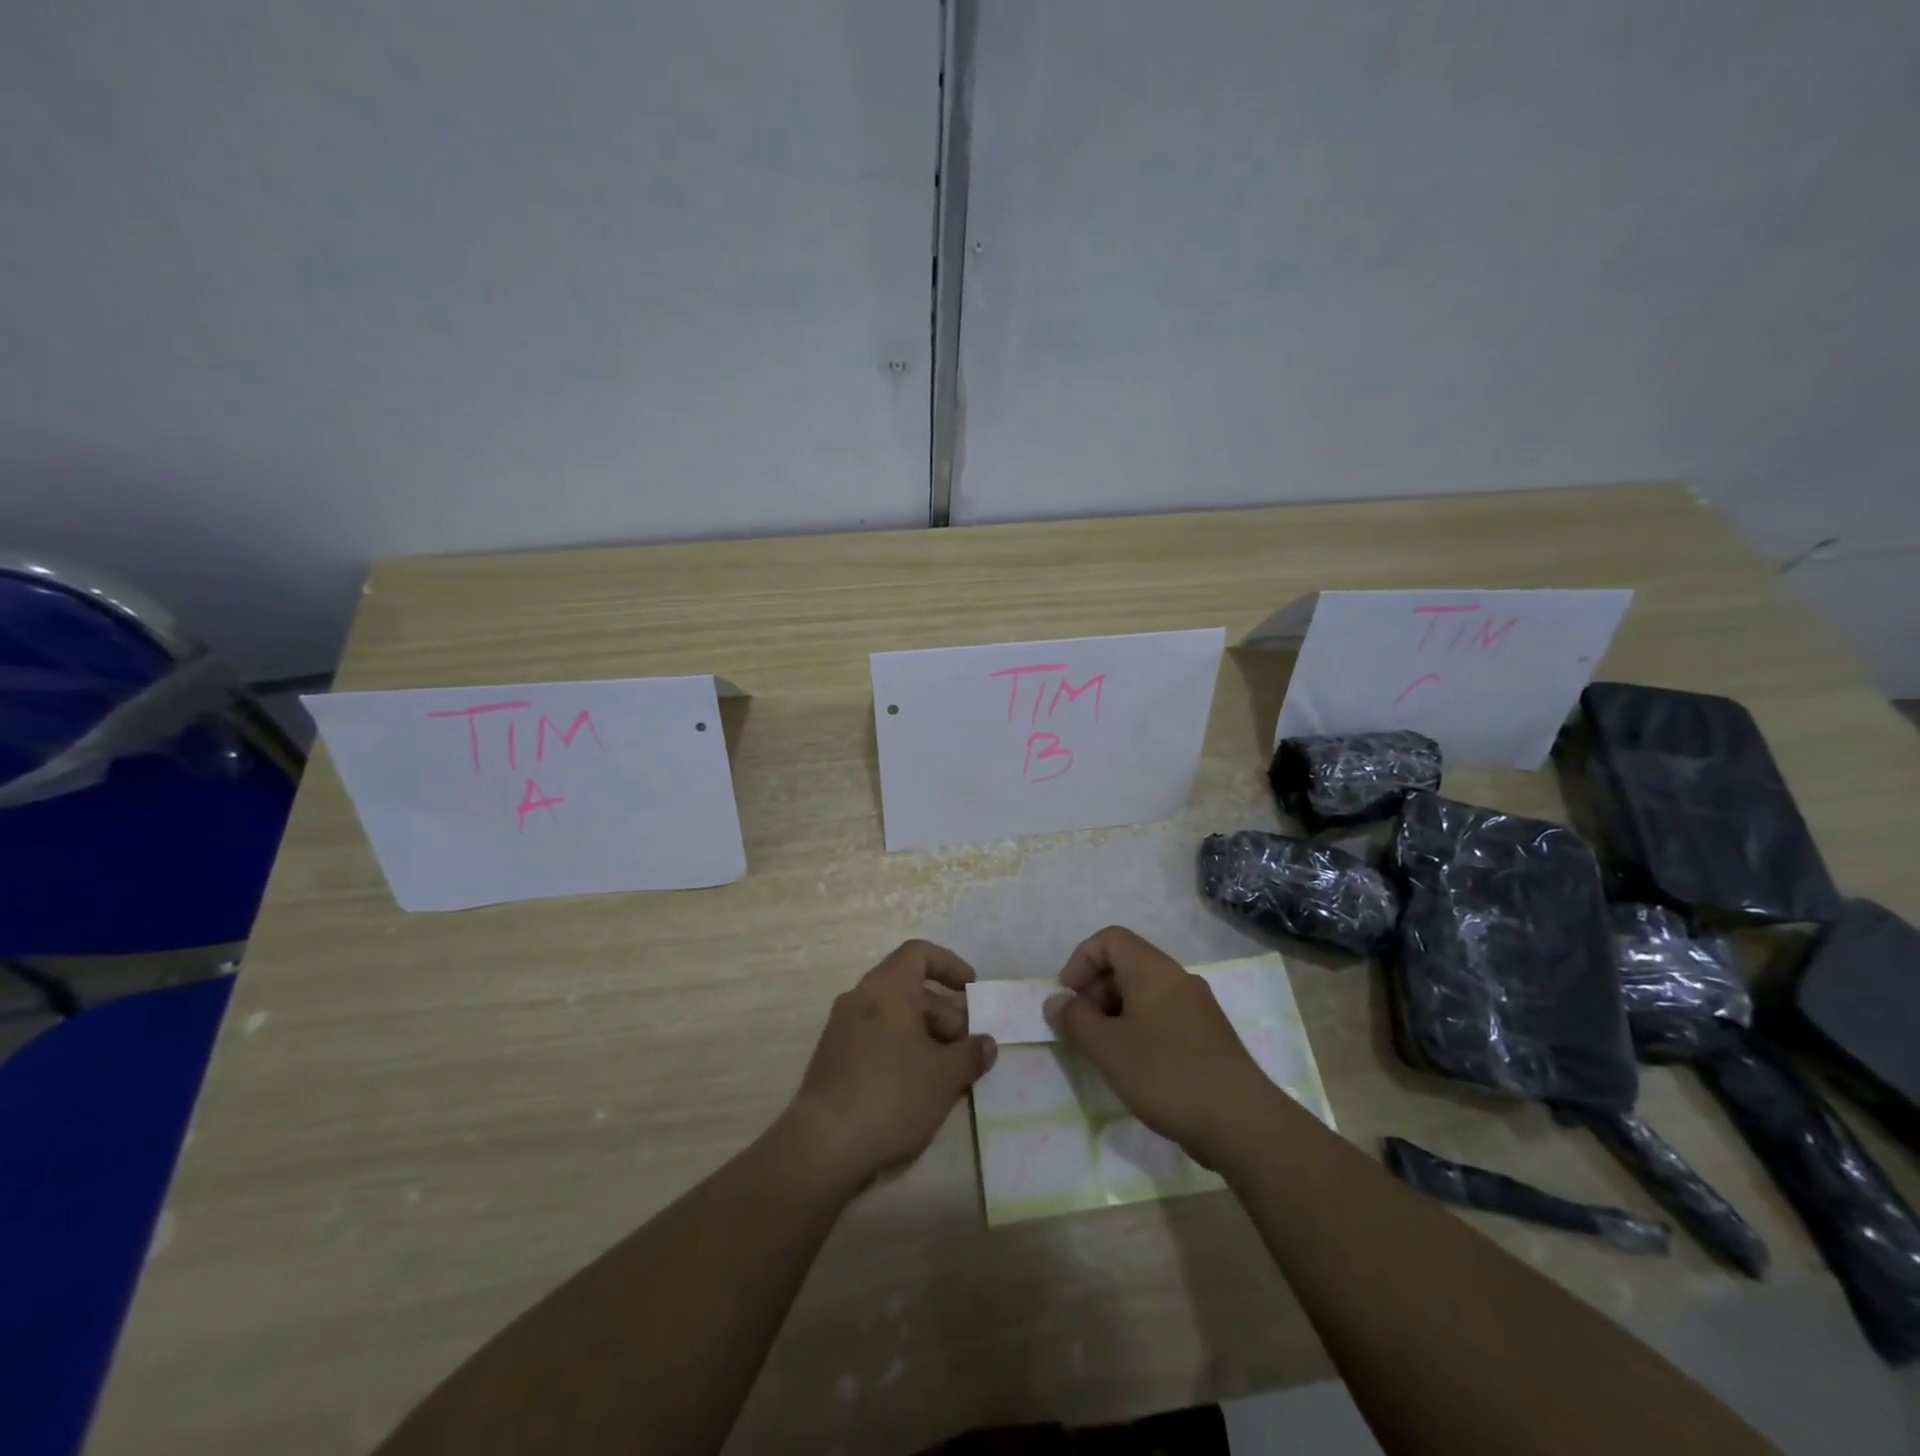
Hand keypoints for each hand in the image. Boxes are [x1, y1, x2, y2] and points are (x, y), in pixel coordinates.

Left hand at [785, 940, 996, 1189]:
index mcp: (886, 988)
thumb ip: (971, 1054)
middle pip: (909, 988)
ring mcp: (842, 1030)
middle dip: (944, 1012)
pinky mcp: (834, 1060)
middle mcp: (860, 998)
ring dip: (926, 1037)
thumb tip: (986, 1044)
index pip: (919, 953)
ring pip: (894, 1018)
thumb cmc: (892, 1094)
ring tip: (950, 1073)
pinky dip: (902, 1052)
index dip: (949, 965)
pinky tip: (920, 1089)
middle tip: (967, 1047)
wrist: (823, 1146)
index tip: (971, 989)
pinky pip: (876, 1040)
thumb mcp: (945, 1075)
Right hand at [1044, 926, 1271, 1165]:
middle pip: (1127, 963)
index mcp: (1154, 970)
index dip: (1081, 961)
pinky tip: (1135, 1065)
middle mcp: (1178, 979)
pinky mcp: (1209, 1036)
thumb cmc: (1166, 1074)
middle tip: (1081, 1028)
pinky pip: (1163, 1014)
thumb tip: (1055, 1001)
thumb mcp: (1107, 1048)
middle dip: (1095, 989)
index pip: (1110, 939)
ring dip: (1115, 1011)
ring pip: (1145, 992)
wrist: (1242, 1123)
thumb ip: (1075, 1019)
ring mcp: (1198, 1007)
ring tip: (1104, 1050)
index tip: (1068, 998)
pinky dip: (1139, 1027)